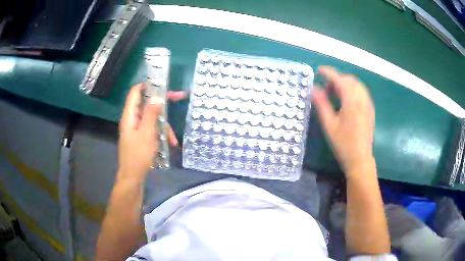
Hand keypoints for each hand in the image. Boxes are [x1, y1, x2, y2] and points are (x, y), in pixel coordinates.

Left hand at [118, 83, 177, 181]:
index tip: (163, 84)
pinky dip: (161, 134)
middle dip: (162, 104)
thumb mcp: (147, 133)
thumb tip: (157, 97)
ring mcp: (137, 128)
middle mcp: (132, 119)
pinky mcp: (141, 137)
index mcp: (130, 115)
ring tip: (173, 139)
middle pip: (147, 104)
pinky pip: (152, 129)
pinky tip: (170, 144)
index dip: (148, 85)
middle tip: (179, 98)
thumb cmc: (138, 155)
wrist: (133, 177)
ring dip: (164, 126)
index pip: (135, 92)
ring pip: (152, 118)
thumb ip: (151, 113)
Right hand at [312, 66, 374, 175]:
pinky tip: (346, 100)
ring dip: (345, 84)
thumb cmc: (343, 144)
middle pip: (350, 80)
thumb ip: (321, 104)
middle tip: (326, 88)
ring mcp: (368, 104)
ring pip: (357, 84)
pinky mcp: (370, 109)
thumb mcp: (329, 125)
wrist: (360, 159)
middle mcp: (362, 99)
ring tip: (335, 94)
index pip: (340, 80)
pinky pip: (362, 92)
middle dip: (337, 79)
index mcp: (351, 102)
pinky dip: (352, 89)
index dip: (329, 72)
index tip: (319, 70)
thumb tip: (313, 88)